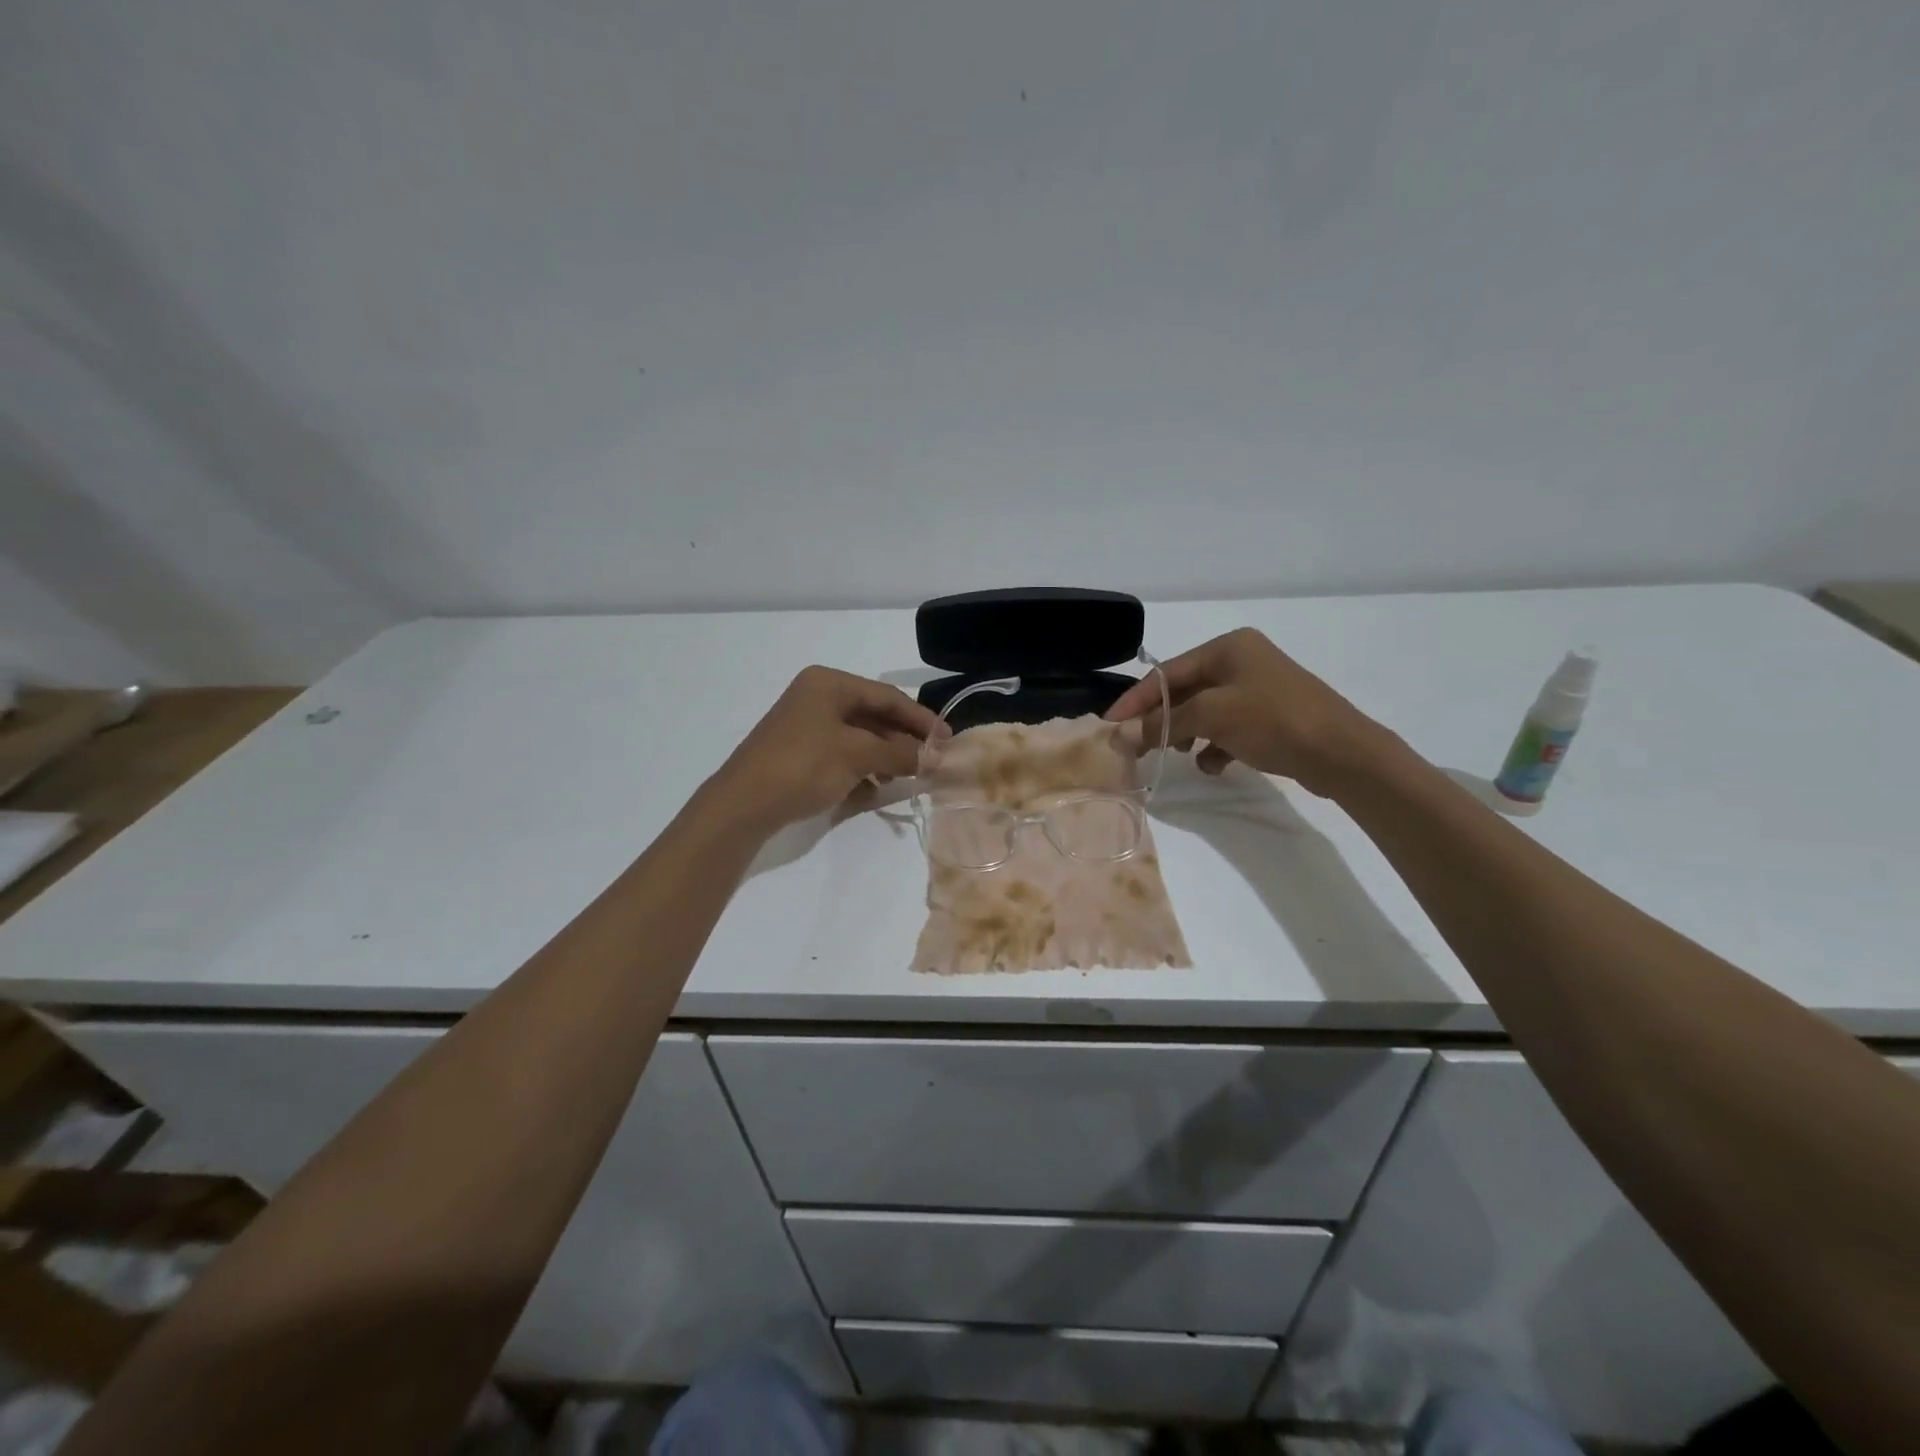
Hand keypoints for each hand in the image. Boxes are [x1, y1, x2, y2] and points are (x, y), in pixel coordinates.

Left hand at [707, 666, 946, 834]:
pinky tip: (874, 791)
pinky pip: (842, 755)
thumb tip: (936, 757)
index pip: (887, 696)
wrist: (743, 804)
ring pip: (859, 738)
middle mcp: (817, 698)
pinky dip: (861, 770)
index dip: (921, 719)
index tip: (948, 740)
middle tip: (932, 762)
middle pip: (874, 716)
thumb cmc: (803, 766)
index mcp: (828, 684)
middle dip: (903, 740)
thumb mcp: (857, 755)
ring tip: (906, 778)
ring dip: (885, 757)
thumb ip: (900, 753)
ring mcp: (806, 726)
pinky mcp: (800, 753)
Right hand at [1105, 628, 1386, 795]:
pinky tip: (1214, 765)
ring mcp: (1258, 689)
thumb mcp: (1212, 717)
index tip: (1110, 726)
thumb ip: (1163, 723)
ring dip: (1185, 734)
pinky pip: (1228, 728)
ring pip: (1205, 711)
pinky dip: (1214, 746)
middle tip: (1136, 748)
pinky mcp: (1270, 717)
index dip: (1136, 700)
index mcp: (1228, 647)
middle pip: (1185, 691)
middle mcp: (1242, 661)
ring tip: (1176, 755)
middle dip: (1161, 720)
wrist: (1343, 753)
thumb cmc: (1274, 721)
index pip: (1167, 672)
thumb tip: (1120, 736)